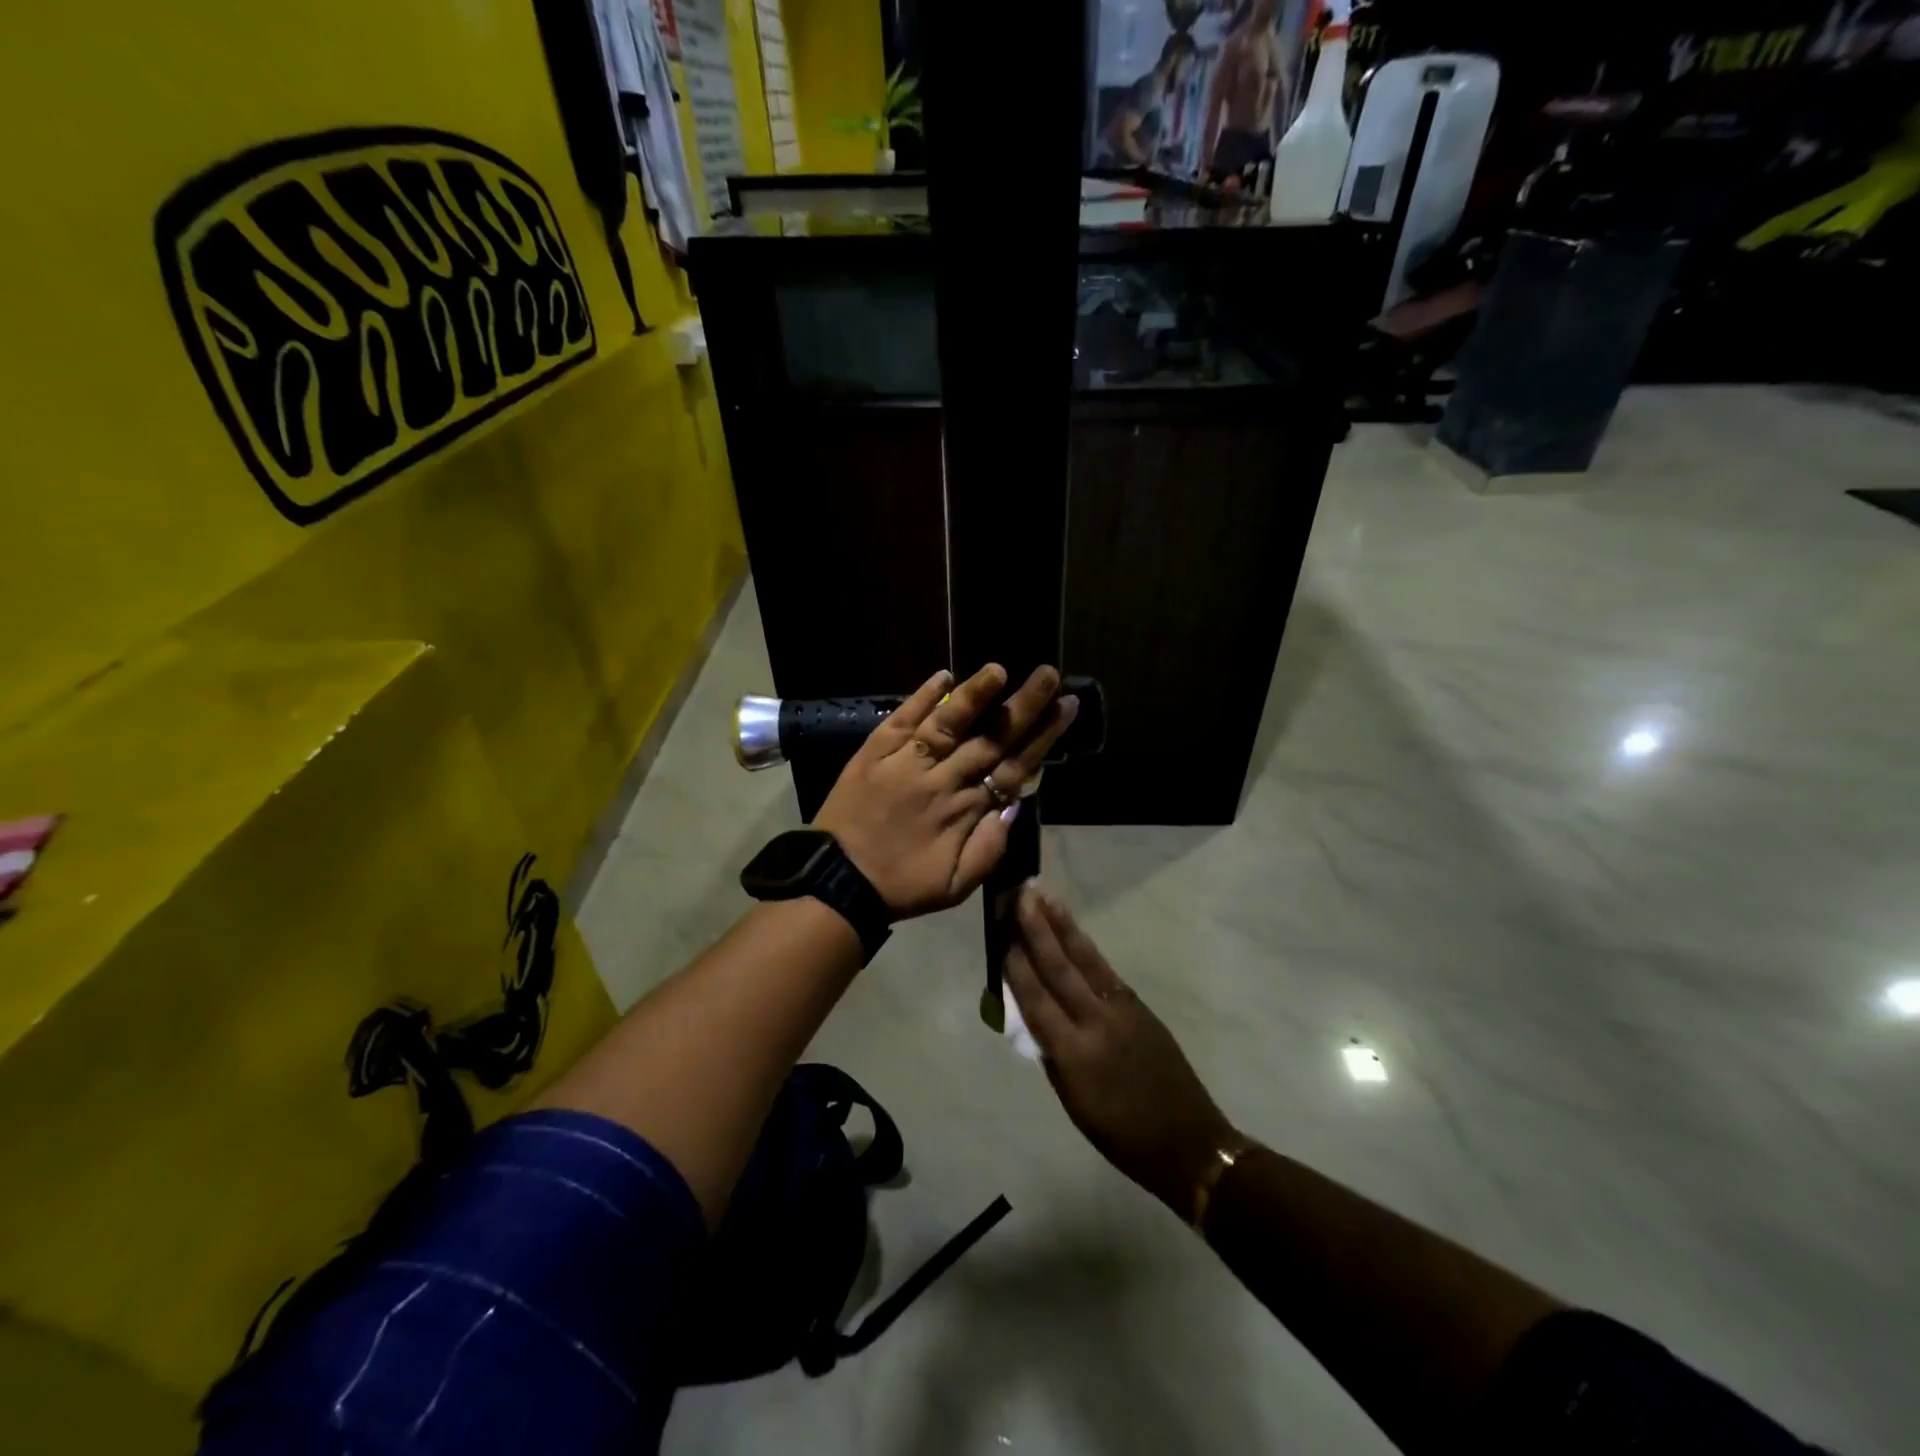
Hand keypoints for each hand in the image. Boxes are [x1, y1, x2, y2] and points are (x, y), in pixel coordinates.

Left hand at [815, 664, 1077, 919]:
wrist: (837, 883)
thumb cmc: (902, 886)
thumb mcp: (957, 885)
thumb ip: (991, 847)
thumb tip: (1015, 804)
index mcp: (966, 811)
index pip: (1013, 766)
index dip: (1043, 736)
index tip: (1065, 707)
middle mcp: (942, 779)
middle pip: (990, 738)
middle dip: (1023, 706)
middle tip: (1049, 673)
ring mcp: (906, 762)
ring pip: (948, 723)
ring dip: (975, 695)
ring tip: (1000, 668)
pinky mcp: (874, 752)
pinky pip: (902, 720)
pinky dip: (921, 697)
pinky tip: (943, 677)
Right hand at [1006, 884, 1239, 1217]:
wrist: (1189, 1142)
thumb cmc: (1121, 1135)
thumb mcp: (1073, 1103)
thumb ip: (1051, 1053)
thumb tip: (1032, 1014)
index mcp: (1074, 1055)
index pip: (1036, 999)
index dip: (1016, 964)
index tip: (1000, 931)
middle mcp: (1097, 1023)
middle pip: (1060, 968)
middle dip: (1036, 929)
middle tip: (1019, 895)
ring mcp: (1123, 1010)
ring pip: (1086, 960)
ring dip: (1062, 926)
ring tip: (1044, 897)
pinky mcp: (1140, 1006)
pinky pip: (1105, 971)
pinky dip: (1086, 948)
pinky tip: (1072, 932)